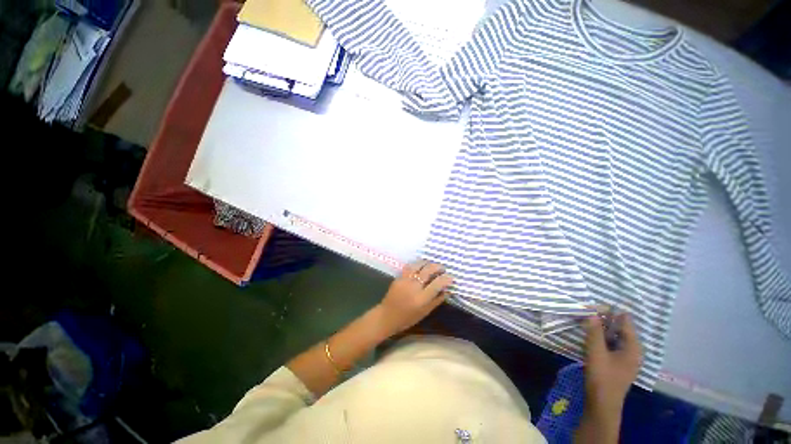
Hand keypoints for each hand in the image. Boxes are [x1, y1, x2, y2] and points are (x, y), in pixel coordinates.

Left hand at [375, 260, 453, 336]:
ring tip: (432, 265)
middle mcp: (413, 286)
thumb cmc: (408, 318)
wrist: (387, 316)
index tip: (451, 277)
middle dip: (437, 266)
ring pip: (418, 264)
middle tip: (442, 268)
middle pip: (428, 270)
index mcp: (421, 298)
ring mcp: (405, 280)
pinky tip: (420, 267)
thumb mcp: (425, 312)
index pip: (437, 283)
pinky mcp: (398, 277)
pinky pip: (410, 267)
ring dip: (427, 263)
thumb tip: (447, 290)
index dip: (446, 278)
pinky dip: (417, 265)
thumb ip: (437, 300)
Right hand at [583, 313, 641, 416]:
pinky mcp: (617, 362)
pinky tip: (589, 334)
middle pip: (620, 328)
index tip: (594, 305)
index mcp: (633, 347)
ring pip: (614, 336)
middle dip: (604, 318)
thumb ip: (594, 332)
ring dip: (601, 327)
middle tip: (587, 310)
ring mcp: (625, 357)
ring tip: (585, 319)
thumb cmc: (602, 378)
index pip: (625, 322)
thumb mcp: (596, 353)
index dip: (610, 312)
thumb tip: (591, 312)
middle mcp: (632, 350)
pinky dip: (601, 337)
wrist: (602, 404)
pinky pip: (610, 344)